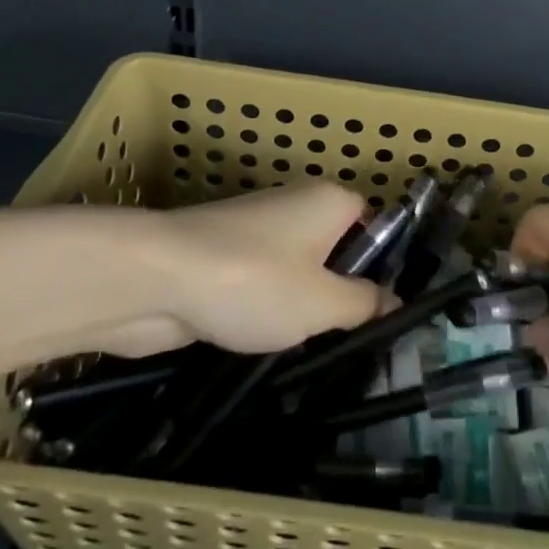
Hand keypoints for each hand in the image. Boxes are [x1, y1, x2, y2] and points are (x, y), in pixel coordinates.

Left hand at [98, 183, 380, 356]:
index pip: (373, 223)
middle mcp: (295, 205)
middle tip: (348, 338)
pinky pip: (261, 282)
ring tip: (307, 347)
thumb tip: (394, 300)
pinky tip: (263, 343)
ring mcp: (255, 230)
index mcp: (329, 201)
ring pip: (296, 270)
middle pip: (334, 248)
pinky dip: (264, 309)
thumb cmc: (255, 282)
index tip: (381, 311)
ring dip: (300, 306)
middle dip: (339, 292)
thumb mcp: (323, 303)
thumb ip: (365, 303)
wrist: (154, 279)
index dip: (381, 264)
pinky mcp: (222, 256)